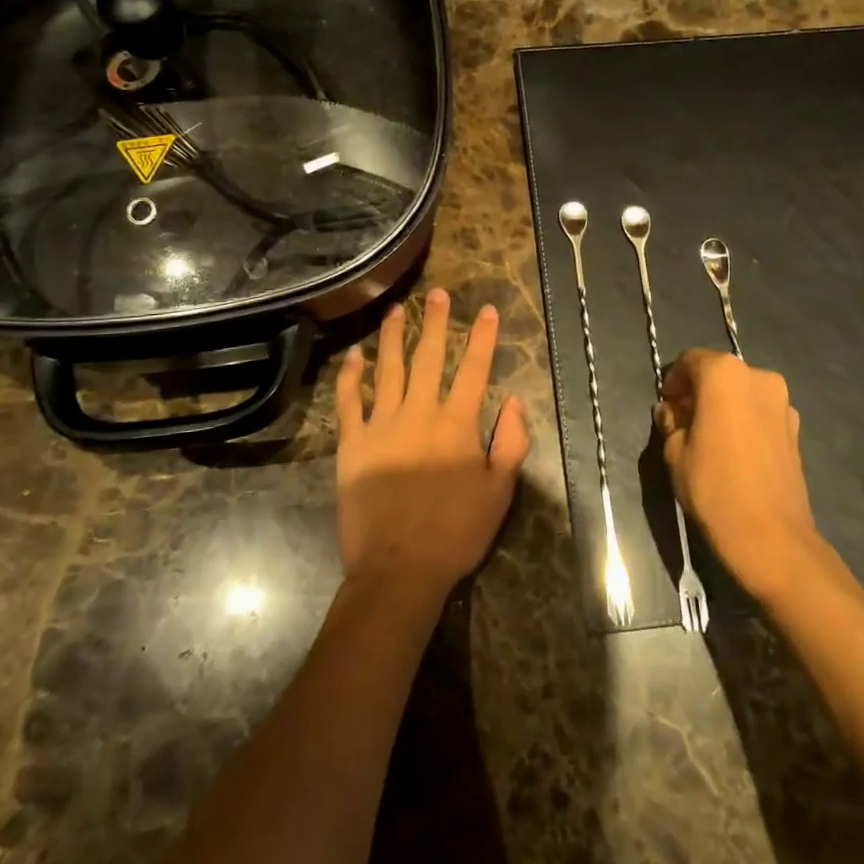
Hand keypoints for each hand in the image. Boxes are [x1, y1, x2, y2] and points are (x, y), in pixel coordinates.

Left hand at [334, 288, 530, 599]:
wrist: (398, 569)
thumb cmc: (456, 532)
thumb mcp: (500, 492)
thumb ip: (511, 443)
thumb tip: (514, 401)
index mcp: (457, 424)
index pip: (473, 369)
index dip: (482, 338)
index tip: (486, 310)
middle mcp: (419, 414)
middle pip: (428, 358)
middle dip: (435, 323)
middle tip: (436, 294)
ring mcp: (381, 426)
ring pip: (387, 370)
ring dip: (393, 337)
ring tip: (395, 310)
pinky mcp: (352, 444)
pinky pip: (349, 402)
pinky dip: (351, 377)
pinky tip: (355, 356)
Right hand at [656, 349, 829, 601]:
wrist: (771, 538)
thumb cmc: (714, 488)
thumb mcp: (674, 452)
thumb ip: (671, 422)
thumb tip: (673, 412)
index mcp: (724, 374)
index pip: (691, 360)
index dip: (674, 379)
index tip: (666, 404)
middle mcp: (758, 377)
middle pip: (720, 373)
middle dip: (699, 391)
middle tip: (683, 420)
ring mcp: (782, 402)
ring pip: (743, 392)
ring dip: (724, 405)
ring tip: (710, 437)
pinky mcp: (796, 428)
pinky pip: (761, 412)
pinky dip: (745, 420)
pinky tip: (735, 451)